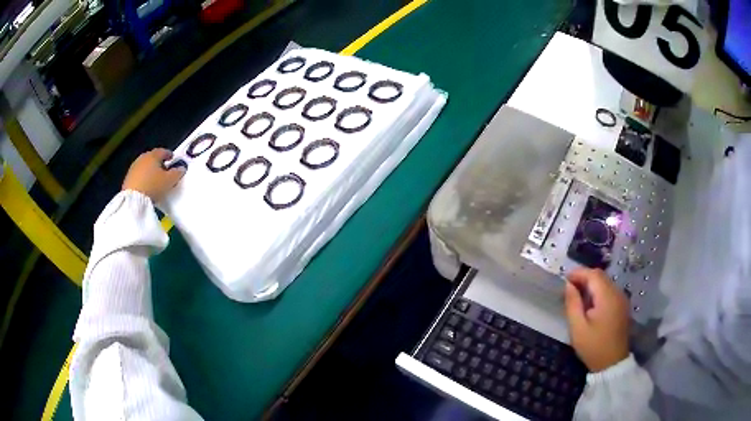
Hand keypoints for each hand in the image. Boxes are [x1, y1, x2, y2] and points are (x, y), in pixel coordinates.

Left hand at [122, 148, 184, 201]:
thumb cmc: (153, 185)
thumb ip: (177, 173)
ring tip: (155, 179)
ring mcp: (134, 167)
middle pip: (152, 157)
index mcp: (153, 155)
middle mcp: (143, 158)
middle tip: (164, 169)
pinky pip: (139, 174)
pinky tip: (146, 185)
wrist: (133, 198)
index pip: (163, 151)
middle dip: (158, 162)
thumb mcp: (170, 181)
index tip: (172, 158)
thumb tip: (182, 168)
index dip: (168, 154)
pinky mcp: (128, 177)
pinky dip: (143, 177)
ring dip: (150, 170)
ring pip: (144, 165)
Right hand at [564, 267, 629, 371]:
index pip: (593, 275)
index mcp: (607, 297)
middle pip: (600, 276)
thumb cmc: (593, 347)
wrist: (612, 363)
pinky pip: (609, 291)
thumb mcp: (578, 328)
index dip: (578, 273)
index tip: (564, 279)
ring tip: (577, 295)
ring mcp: (622, 299)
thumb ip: (573, 304)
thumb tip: (568, 285)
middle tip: (569, 287)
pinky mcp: (622, 305)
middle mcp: (617, 293)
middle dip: (584, 277)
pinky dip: (598, 291)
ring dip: (591, 284)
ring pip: (605, 282)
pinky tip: (590, 303)